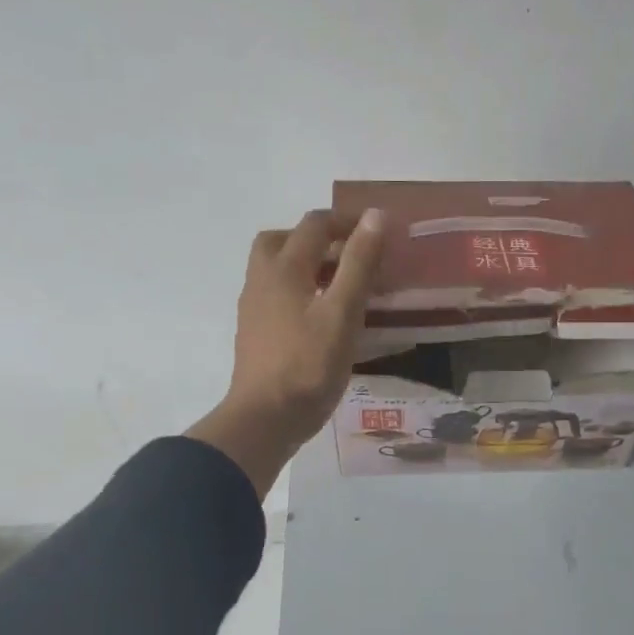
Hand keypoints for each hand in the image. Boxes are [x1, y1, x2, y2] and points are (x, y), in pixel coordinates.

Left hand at [187, 208, 386, 496]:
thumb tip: (375, 215)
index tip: (379, 235)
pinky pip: (277, 295)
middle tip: (351, 256)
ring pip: (277, 269)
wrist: (264, 419)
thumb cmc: (308, 365)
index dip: (347, 222)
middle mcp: (262, 280)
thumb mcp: (343, 312)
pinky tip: (324, 317)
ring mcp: (254, 308)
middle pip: (283, 240)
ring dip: (308, 265)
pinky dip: (300, 291)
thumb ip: (359, 263)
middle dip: (318, 239)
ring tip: (343, 286)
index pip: (314, 225)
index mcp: (284, 268)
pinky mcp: (255, 333)